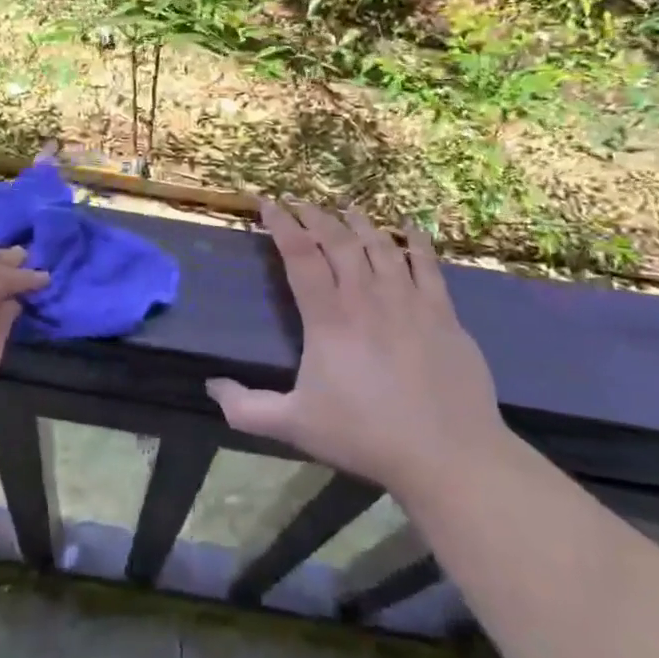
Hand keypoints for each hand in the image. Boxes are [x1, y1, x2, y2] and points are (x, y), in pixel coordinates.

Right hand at [206, 200, 507, 504]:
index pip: (300, 254)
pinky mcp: (442, 311)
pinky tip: (409, 225)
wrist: (448, 455)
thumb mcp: (295, 426)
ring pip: (379, 244)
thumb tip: (211, 387)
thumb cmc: (366, 436)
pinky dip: (415, 240)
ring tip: (345, 208)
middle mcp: (366, 296)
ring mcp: (408, 300)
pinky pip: (426, 263)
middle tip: (300, 203)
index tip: (267, 203)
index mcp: (328, 317)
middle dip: (315, 216)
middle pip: (338, 239)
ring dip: (358, 222)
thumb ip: (247, 408)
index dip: (281, 224)